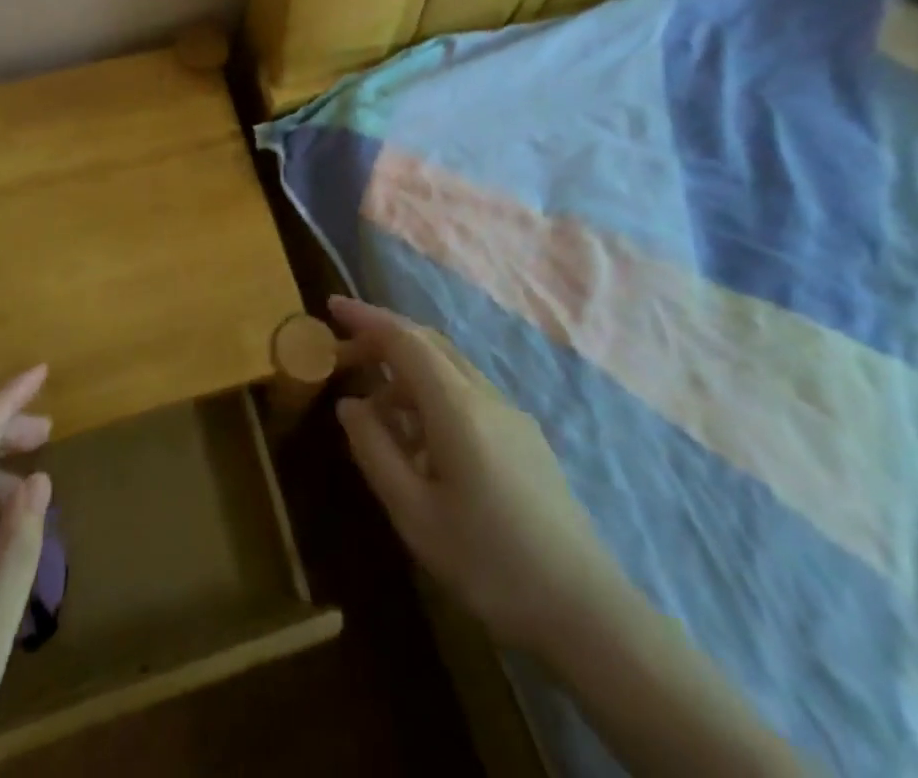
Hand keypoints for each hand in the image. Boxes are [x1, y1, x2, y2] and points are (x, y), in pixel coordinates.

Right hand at [330, 297, 627, 662]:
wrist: (586, 612)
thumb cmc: (489, 563)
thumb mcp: (414, 514)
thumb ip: (375, 451)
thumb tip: (350, 405)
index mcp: (456, 405)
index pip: (404, 338)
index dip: (365, 317)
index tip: (331, 306)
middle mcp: (485, 395)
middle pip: (428, 342)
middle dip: (382, 339)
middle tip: (341, 357)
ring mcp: (510, 414)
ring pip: (448, 368)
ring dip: (406, 371)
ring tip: (374, 411)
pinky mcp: (524, 437)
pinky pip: (467, 394)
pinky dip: (431, 394)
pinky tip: (420, 440)